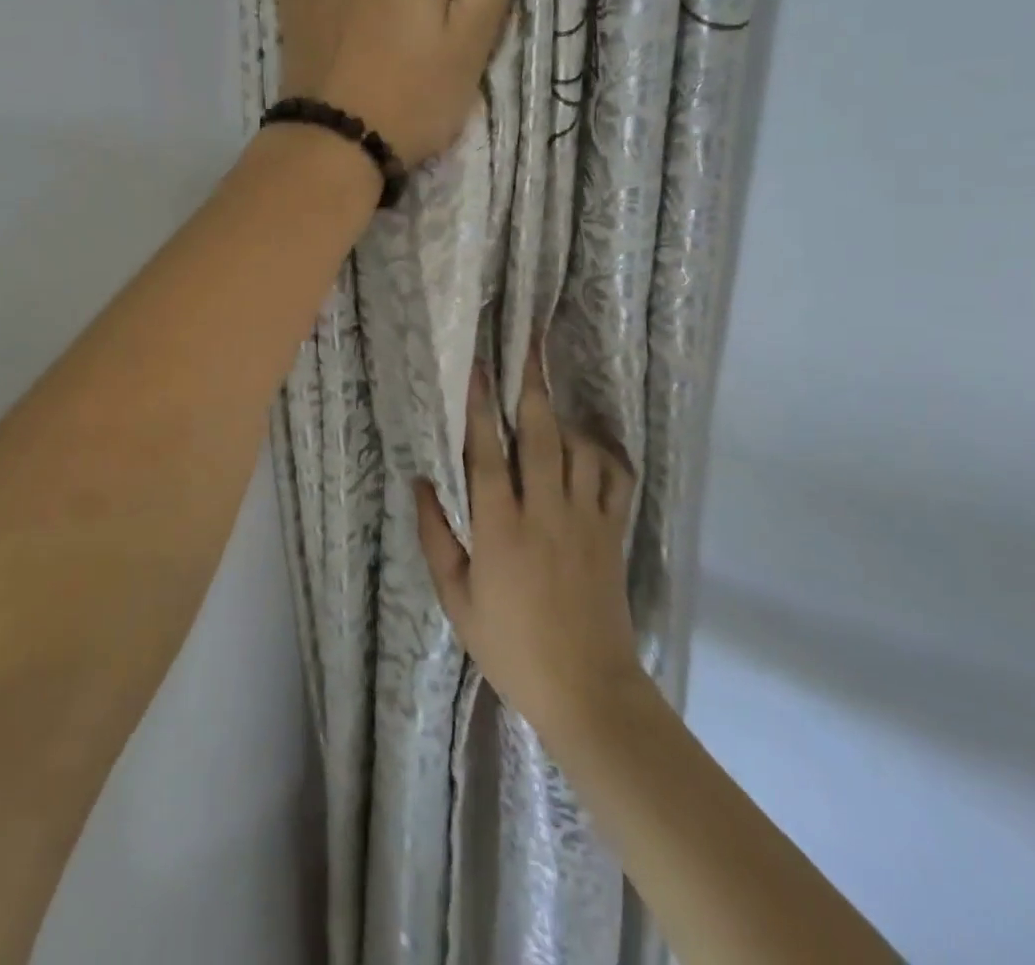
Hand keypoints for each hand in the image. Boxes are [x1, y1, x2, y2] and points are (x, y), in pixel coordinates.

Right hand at [415, 344, 643, 745]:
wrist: (586, 689)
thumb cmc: (511, 646)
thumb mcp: (457, 599)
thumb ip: (436, 537)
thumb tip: (421, 483)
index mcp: (501, 529)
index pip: (487, 453)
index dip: (479, 406)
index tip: (477, 367)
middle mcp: (545, 512)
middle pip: (539, 435)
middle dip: (531, 386)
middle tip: (528, 346)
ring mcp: (585, 519)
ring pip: (579, 449)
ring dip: (563, 418)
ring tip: (547, 399)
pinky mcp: (612, 532)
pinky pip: (614, 478)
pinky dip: (603, 453)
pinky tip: (588, 444)